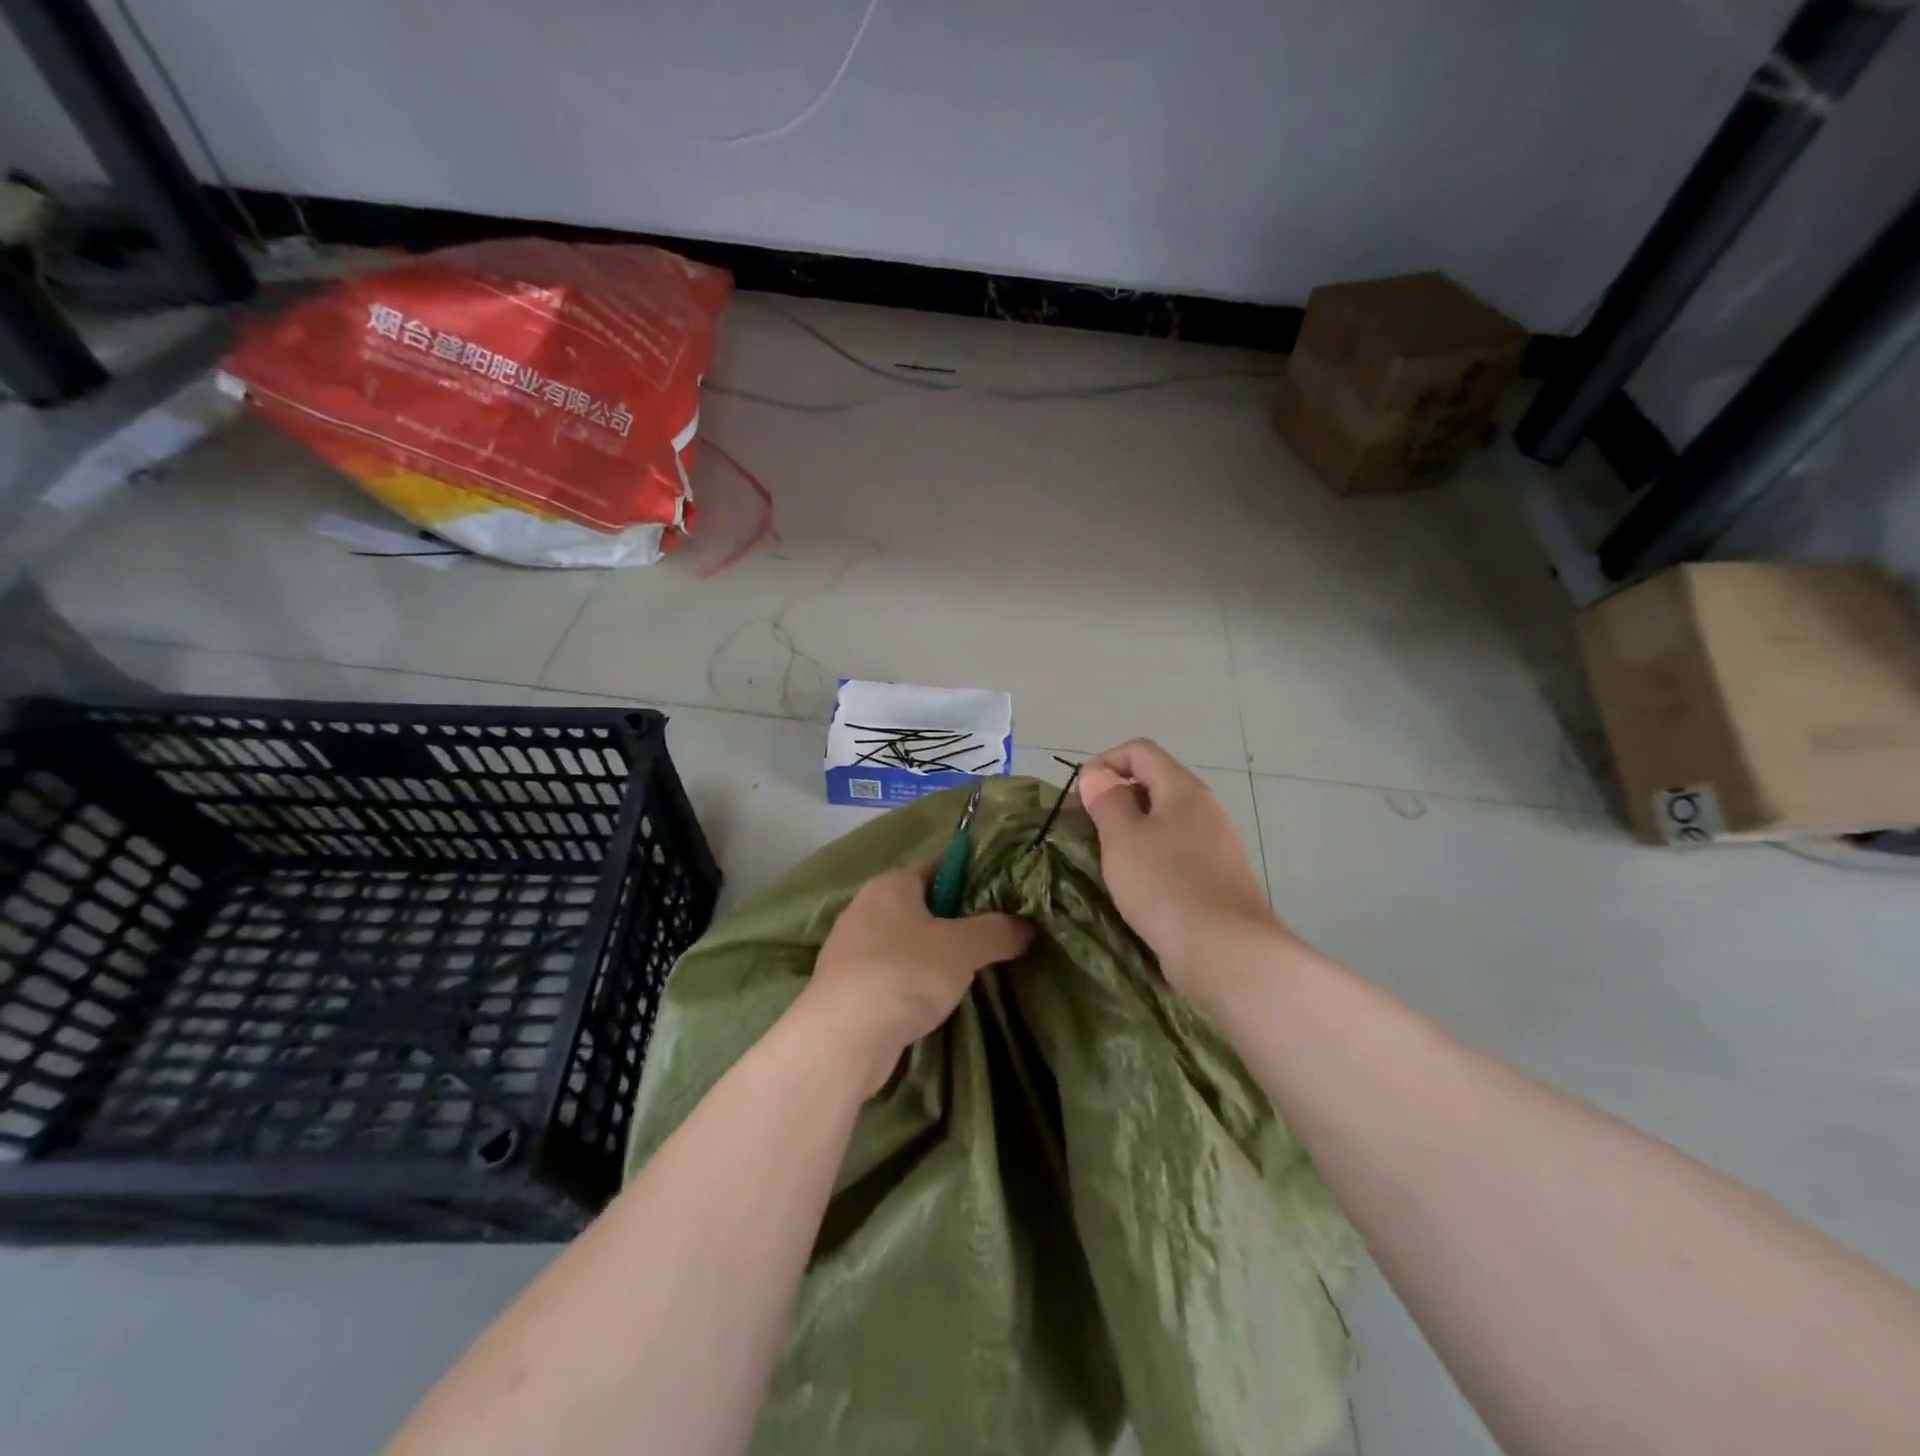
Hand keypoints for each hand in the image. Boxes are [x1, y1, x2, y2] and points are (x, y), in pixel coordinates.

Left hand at [797, 862, 1032, 1095]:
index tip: (1004, 892)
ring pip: (908, 941)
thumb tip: (1026, 927)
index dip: (973, 874)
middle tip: (996, 935)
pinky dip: (915, 981)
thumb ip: (998, 931)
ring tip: (972, 971)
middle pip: (924, 903)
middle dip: (958, 919)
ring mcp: (853, 948)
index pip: (939, 864)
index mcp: (891, 884)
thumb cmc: (904, 974)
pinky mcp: (849, 986)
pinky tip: (936, 1000)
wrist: (842, 1038)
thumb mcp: (963, 948)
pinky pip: (893, 972)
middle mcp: (867, 907)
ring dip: (936, 954)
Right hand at [1078, 739, 1282, 1008]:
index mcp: (1183, 789)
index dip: (1105, 762)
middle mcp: (1206, 809)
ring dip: (1132, 832)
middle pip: (1155, 784)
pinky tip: (1137, 887)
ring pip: (1166, 822)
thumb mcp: (1122, 838)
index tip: (1080, 794)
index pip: (1141, 751)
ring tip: (1107, 860)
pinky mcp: (1218, 880)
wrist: (1225, 952)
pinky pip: (1177, 854)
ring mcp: (1217, 846)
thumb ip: (1107, 801)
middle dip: (1117, 798)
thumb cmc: (1165, 885)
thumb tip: (1097, 775)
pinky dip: (1151, 859)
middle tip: (1087, 829)